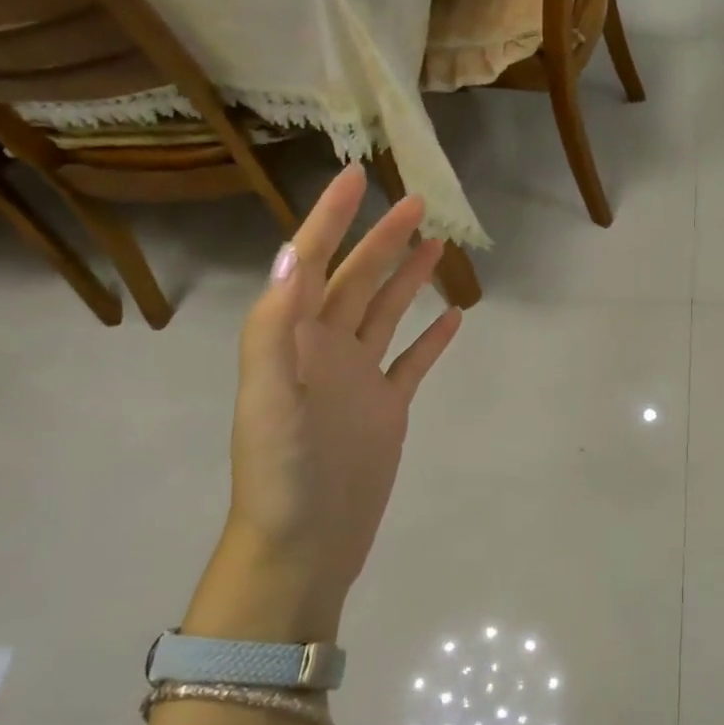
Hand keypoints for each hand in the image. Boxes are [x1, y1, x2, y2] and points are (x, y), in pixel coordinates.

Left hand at [186, 166, 460, 642]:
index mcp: (293, 340)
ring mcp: (358, 378)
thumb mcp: (270, 400)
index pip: (311, 264)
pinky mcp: (386, 408)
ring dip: (408, 278)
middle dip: (382, 239)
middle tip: (416, 202)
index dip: (329, 218)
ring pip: (386, 313)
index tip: (355, 177)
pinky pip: (413, 362)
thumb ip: (274, 328)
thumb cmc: (281, 475)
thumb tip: (290, 254)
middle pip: (357, 280)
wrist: (302, 546)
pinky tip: (454, 317)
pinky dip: (432, 339)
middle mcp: (325, 350)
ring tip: (437, 245)